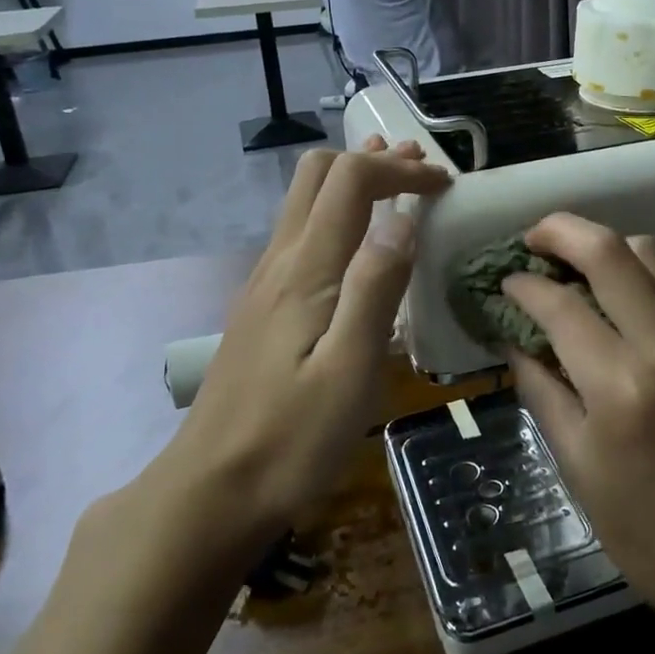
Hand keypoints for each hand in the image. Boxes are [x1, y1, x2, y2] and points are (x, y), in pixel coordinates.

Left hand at [166, 137, 450, 535]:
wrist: (211, 491)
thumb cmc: (293, 438)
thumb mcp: (350, 369)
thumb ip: (377, 288)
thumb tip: (403, 219)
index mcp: (305, 270)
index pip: (350, 181)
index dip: (398, 170)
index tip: (443, 183)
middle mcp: (279, 262)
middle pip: (316, 175)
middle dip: (372, 162)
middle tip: (419, 170)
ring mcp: (264, 283)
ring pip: (304, 202)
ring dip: (353, 183)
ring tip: (396, 182)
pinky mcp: (261, 307)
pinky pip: (300, 233)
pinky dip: (337, 214)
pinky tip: (358, 240)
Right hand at [504, 214, 654, 630]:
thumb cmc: (650, 533)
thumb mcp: (578, 469)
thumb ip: (542, 392)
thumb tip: (513, 340)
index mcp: (620, 387)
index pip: (561, 304)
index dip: (523, 285)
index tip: (504, 284)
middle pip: (611, 250)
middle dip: (561, 230)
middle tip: (531, 240)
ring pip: (650, 254)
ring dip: (604, 245)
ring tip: (572, 265)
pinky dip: (635, 274)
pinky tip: (614, 300)